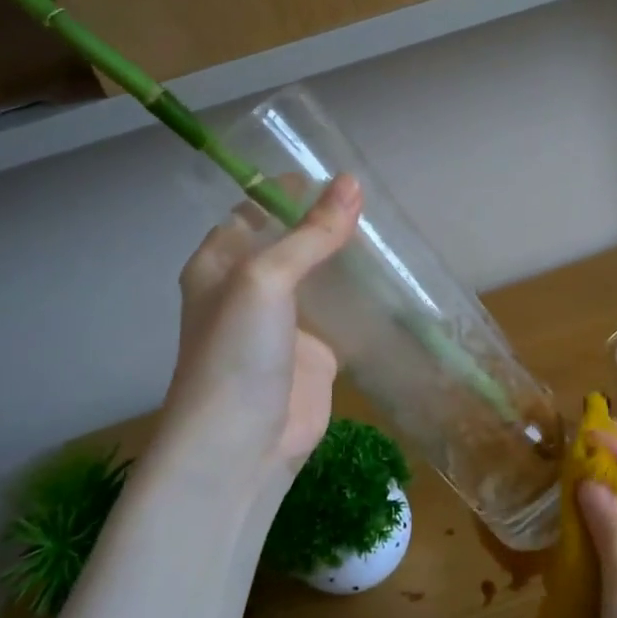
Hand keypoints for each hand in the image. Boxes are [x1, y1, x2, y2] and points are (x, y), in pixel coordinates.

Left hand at [156, 175, 363, 482]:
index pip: (255, 210)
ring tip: (393, 232)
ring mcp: (286, 322)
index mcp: (221, 263)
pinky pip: (344, 315)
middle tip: (377, 200)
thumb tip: (352, 183)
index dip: (291, 189)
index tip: (336, 171)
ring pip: (322, 278)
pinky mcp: (318, 352)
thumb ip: (310, 234)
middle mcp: (251, 288)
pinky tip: (395, 281)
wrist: (242, 446)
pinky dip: (366, 299)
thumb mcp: (266, 281)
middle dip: (328, 222)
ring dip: (349, 258)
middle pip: (293, 242)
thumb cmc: (237, 353)